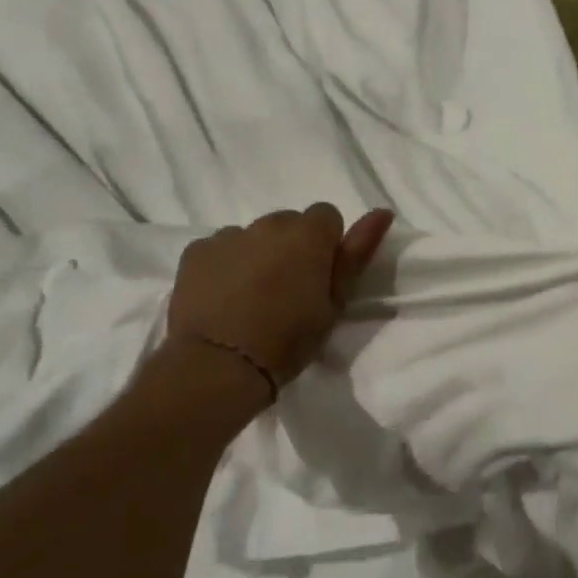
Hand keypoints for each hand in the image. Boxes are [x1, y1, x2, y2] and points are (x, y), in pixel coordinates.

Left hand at [168, 204, 393, 387]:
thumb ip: (356, 254)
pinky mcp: (195, 251)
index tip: (318, 280)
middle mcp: (268, 224)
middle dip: (290, 248)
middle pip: (288, 224)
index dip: (325, 247)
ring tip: (250, 299)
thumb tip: (382, 212)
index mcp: (308, 234)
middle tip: (285, 292)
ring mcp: (228, 235)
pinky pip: (219, 249)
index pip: (327, 217)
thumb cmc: (288, 340)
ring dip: (256, 256)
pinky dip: (224, 266)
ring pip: (252, 237)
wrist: (218, 365)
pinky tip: (222, 299)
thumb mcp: (334, 304)